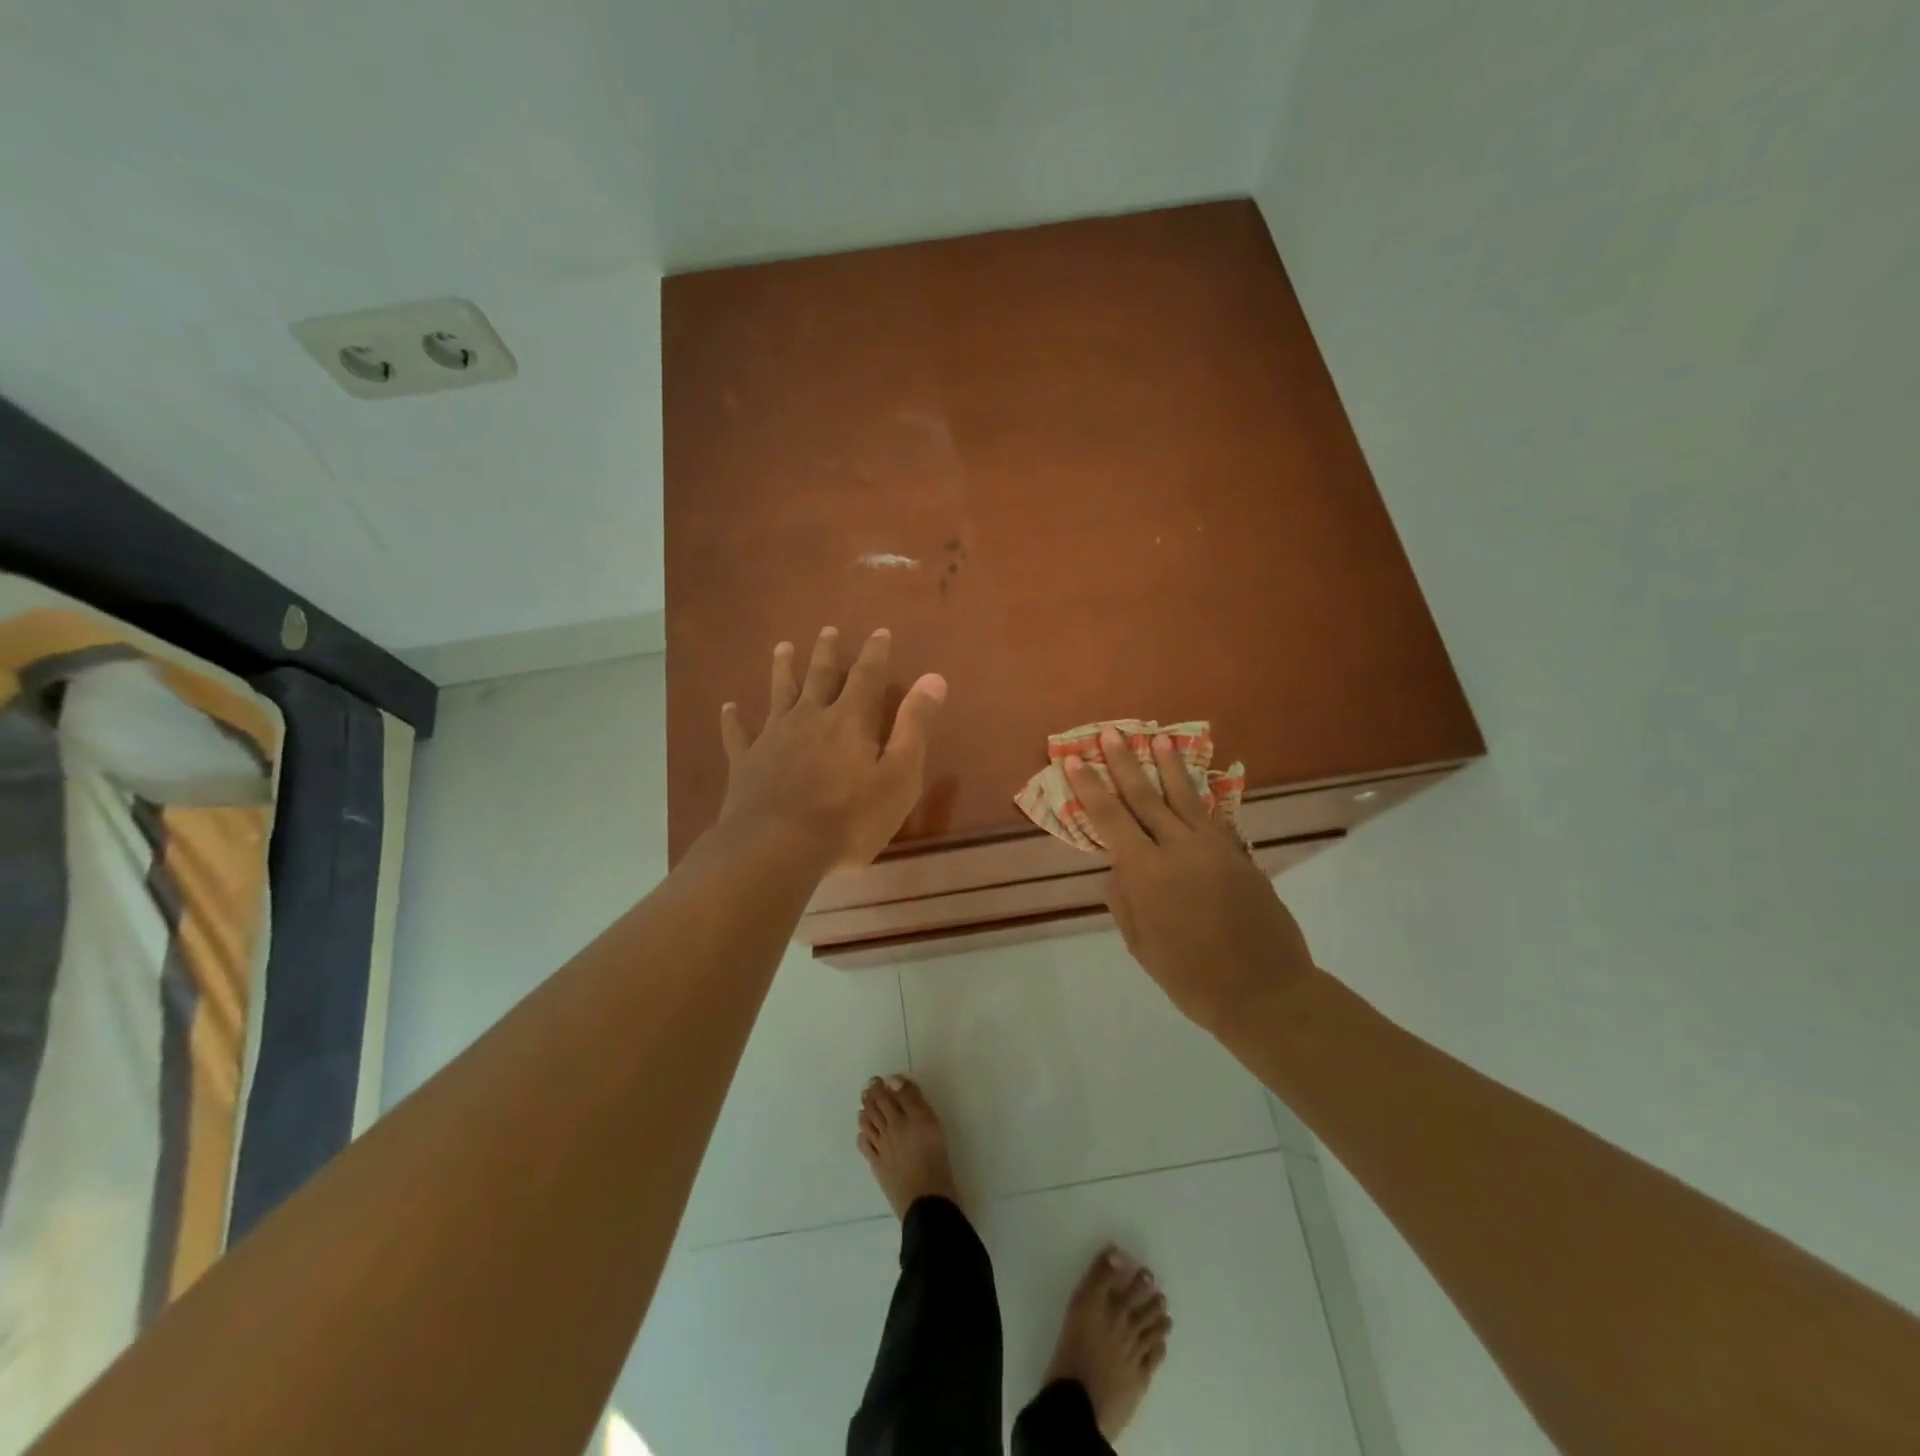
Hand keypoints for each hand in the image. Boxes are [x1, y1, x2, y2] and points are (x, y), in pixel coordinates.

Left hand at [715, 626, 946, 868]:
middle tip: (828, 630)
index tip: (880, 632)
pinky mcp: (746, 763)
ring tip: (782, 647)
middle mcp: (810, 718)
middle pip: (819, 676)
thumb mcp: (899, 776)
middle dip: (826, 652)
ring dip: (782, 669)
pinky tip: (728, 708)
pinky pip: (738, 735)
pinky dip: (733, 720)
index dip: (875, 653)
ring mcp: (773, 739)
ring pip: (779, 694)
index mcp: (850, 720)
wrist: (778, 848)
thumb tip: (933, 678)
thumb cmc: (849, 818)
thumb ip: (914, 726)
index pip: (867, 676)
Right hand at [1067, 729, 1316, 1032]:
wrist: (1265, 992)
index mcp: (1148, 872)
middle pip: (1145, 796)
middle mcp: (1179, 848)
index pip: (1110, 819)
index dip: (1089, 787)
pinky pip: (1213, 818)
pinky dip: (1200, 798)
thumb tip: (1117, 867)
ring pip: (1185, 797)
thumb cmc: (1192, 977)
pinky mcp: (1240, 854)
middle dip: (1124, 763)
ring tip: (1157, 738)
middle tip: (1109, 733)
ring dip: (1168, 766)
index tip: (1074, 760)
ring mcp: (1215, 848)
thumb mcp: (1142, 946)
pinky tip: (1195, 784)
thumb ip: (1124, 901)